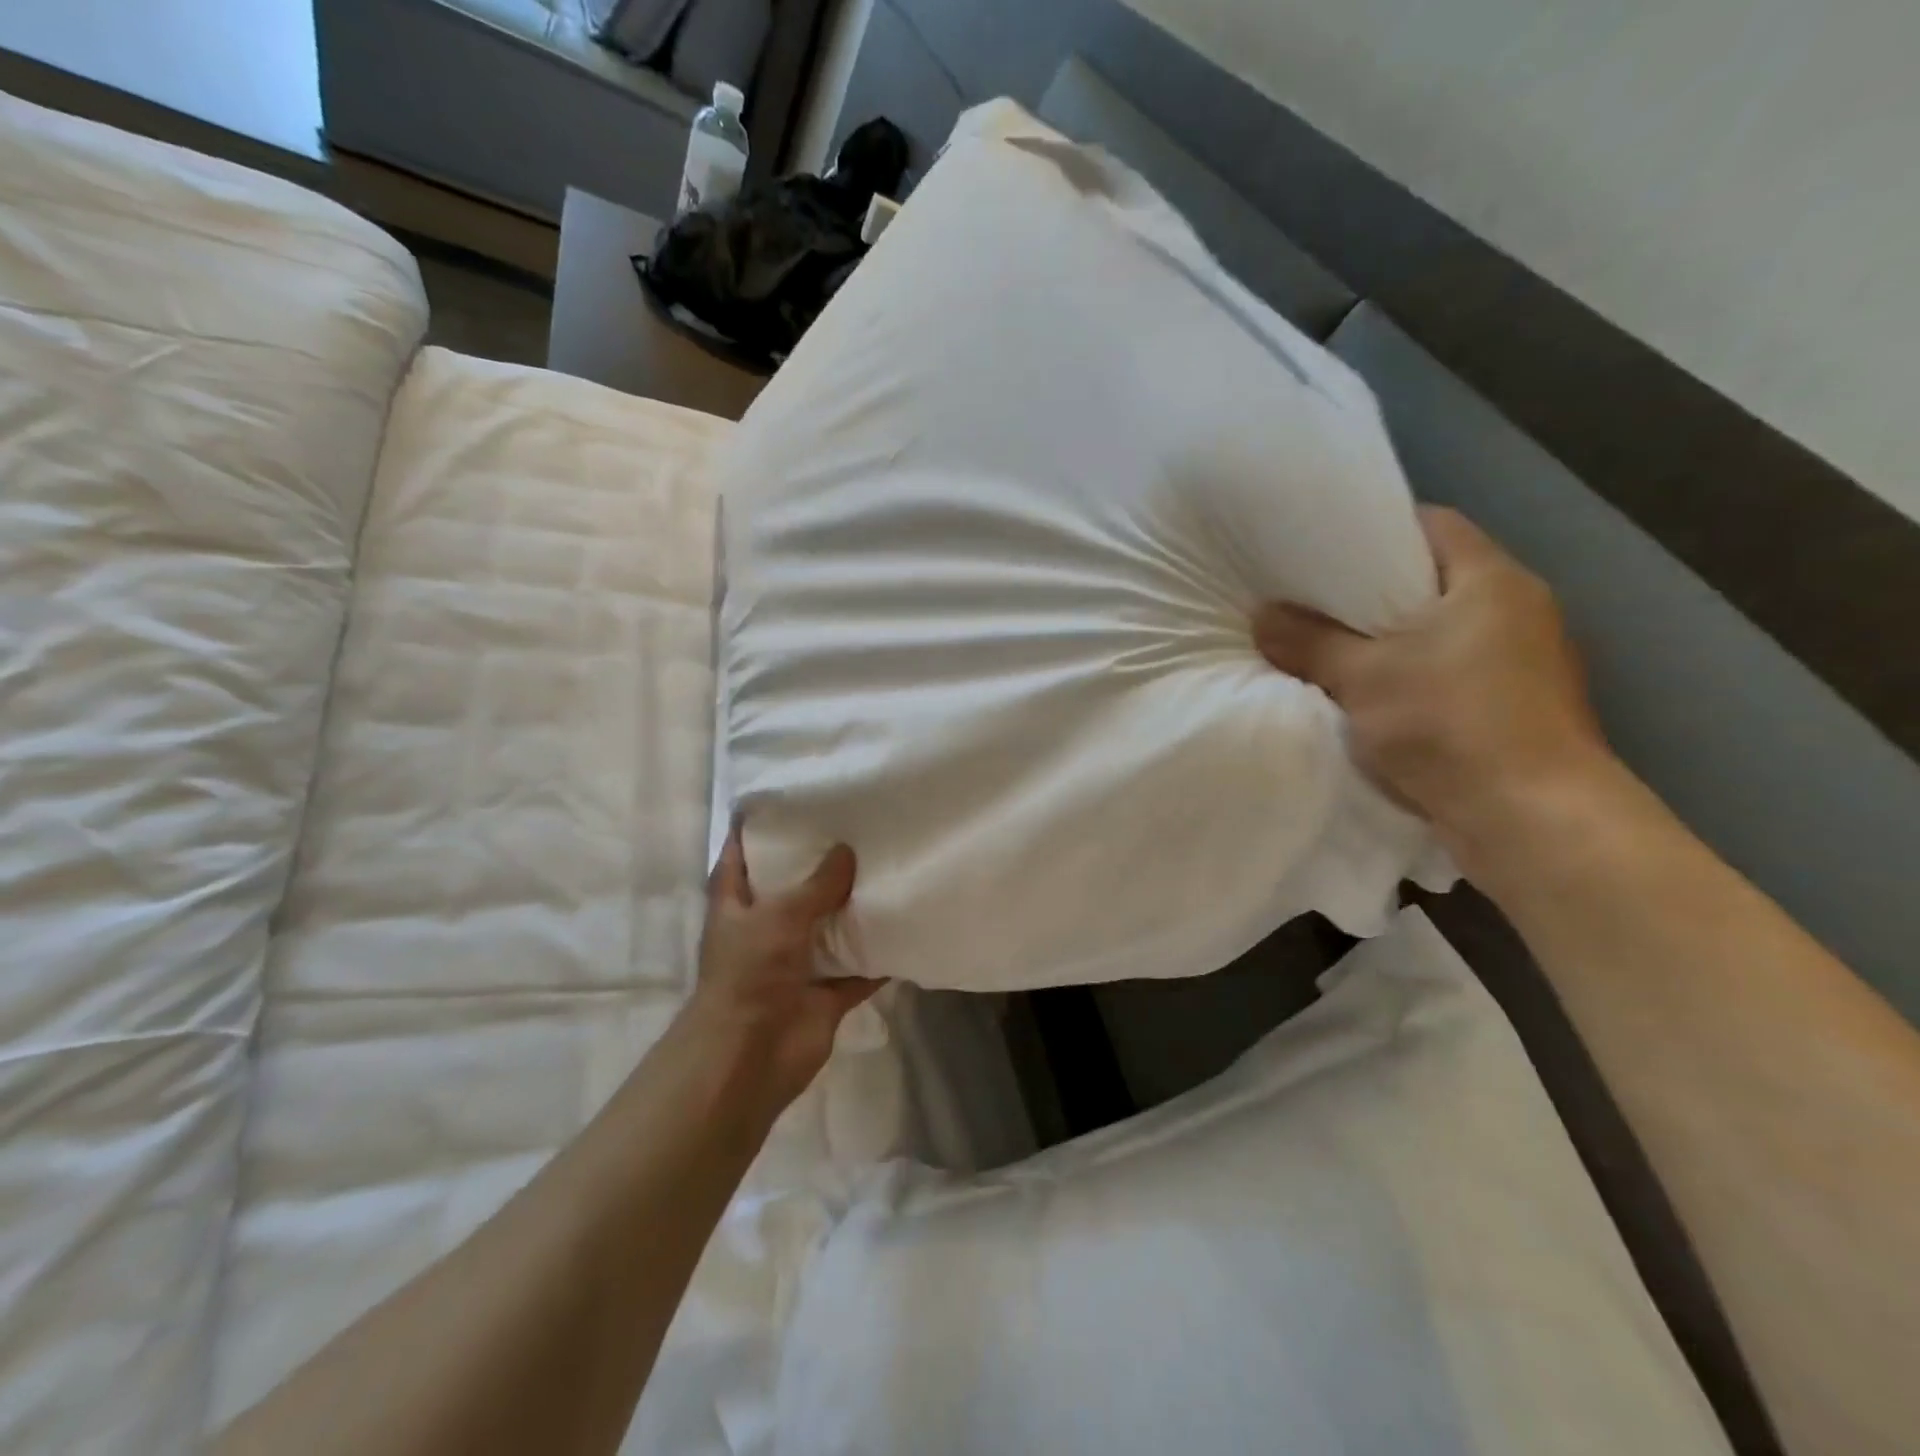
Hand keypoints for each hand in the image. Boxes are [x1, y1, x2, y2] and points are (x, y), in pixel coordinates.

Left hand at [683, 821, 883, 1113]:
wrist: (750, 1056)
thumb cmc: (749, 973)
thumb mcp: (779, 915)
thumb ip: (817, 884)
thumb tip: (847, 851)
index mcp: (736, 904)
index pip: (739, 855)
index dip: (755, 829)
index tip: (786, 800)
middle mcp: (764, 928)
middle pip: (792, 888)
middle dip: (819, 865)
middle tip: (856, 827)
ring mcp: (796, 962)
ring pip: (829, 926)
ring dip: (852, 908)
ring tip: (887, 866)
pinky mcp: (826, 993)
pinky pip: (859, 968)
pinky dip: (879, 956)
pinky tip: (905, 926)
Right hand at [1254, 506, 1613, 866]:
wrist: (1532, 819)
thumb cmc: (1450, 724)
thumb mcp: (1362, 676)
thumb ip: (1309, 642)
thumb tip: (1261, 615)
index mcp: (1492, 582)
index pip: (1434, 524)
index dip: (1377, 527)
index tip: (1324, 546)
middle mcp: (1519, 611)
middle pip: (1434, 580)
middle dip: (1372, 590)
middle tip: (1312, 598)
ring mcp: (1524, 664)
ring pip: (1440, 633)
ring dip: (1390, 640)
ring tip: (1329, 646)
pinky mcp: (1516, 709)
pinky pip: (1449, 674)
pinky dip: (1409, 678)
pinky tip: (1367, 696)